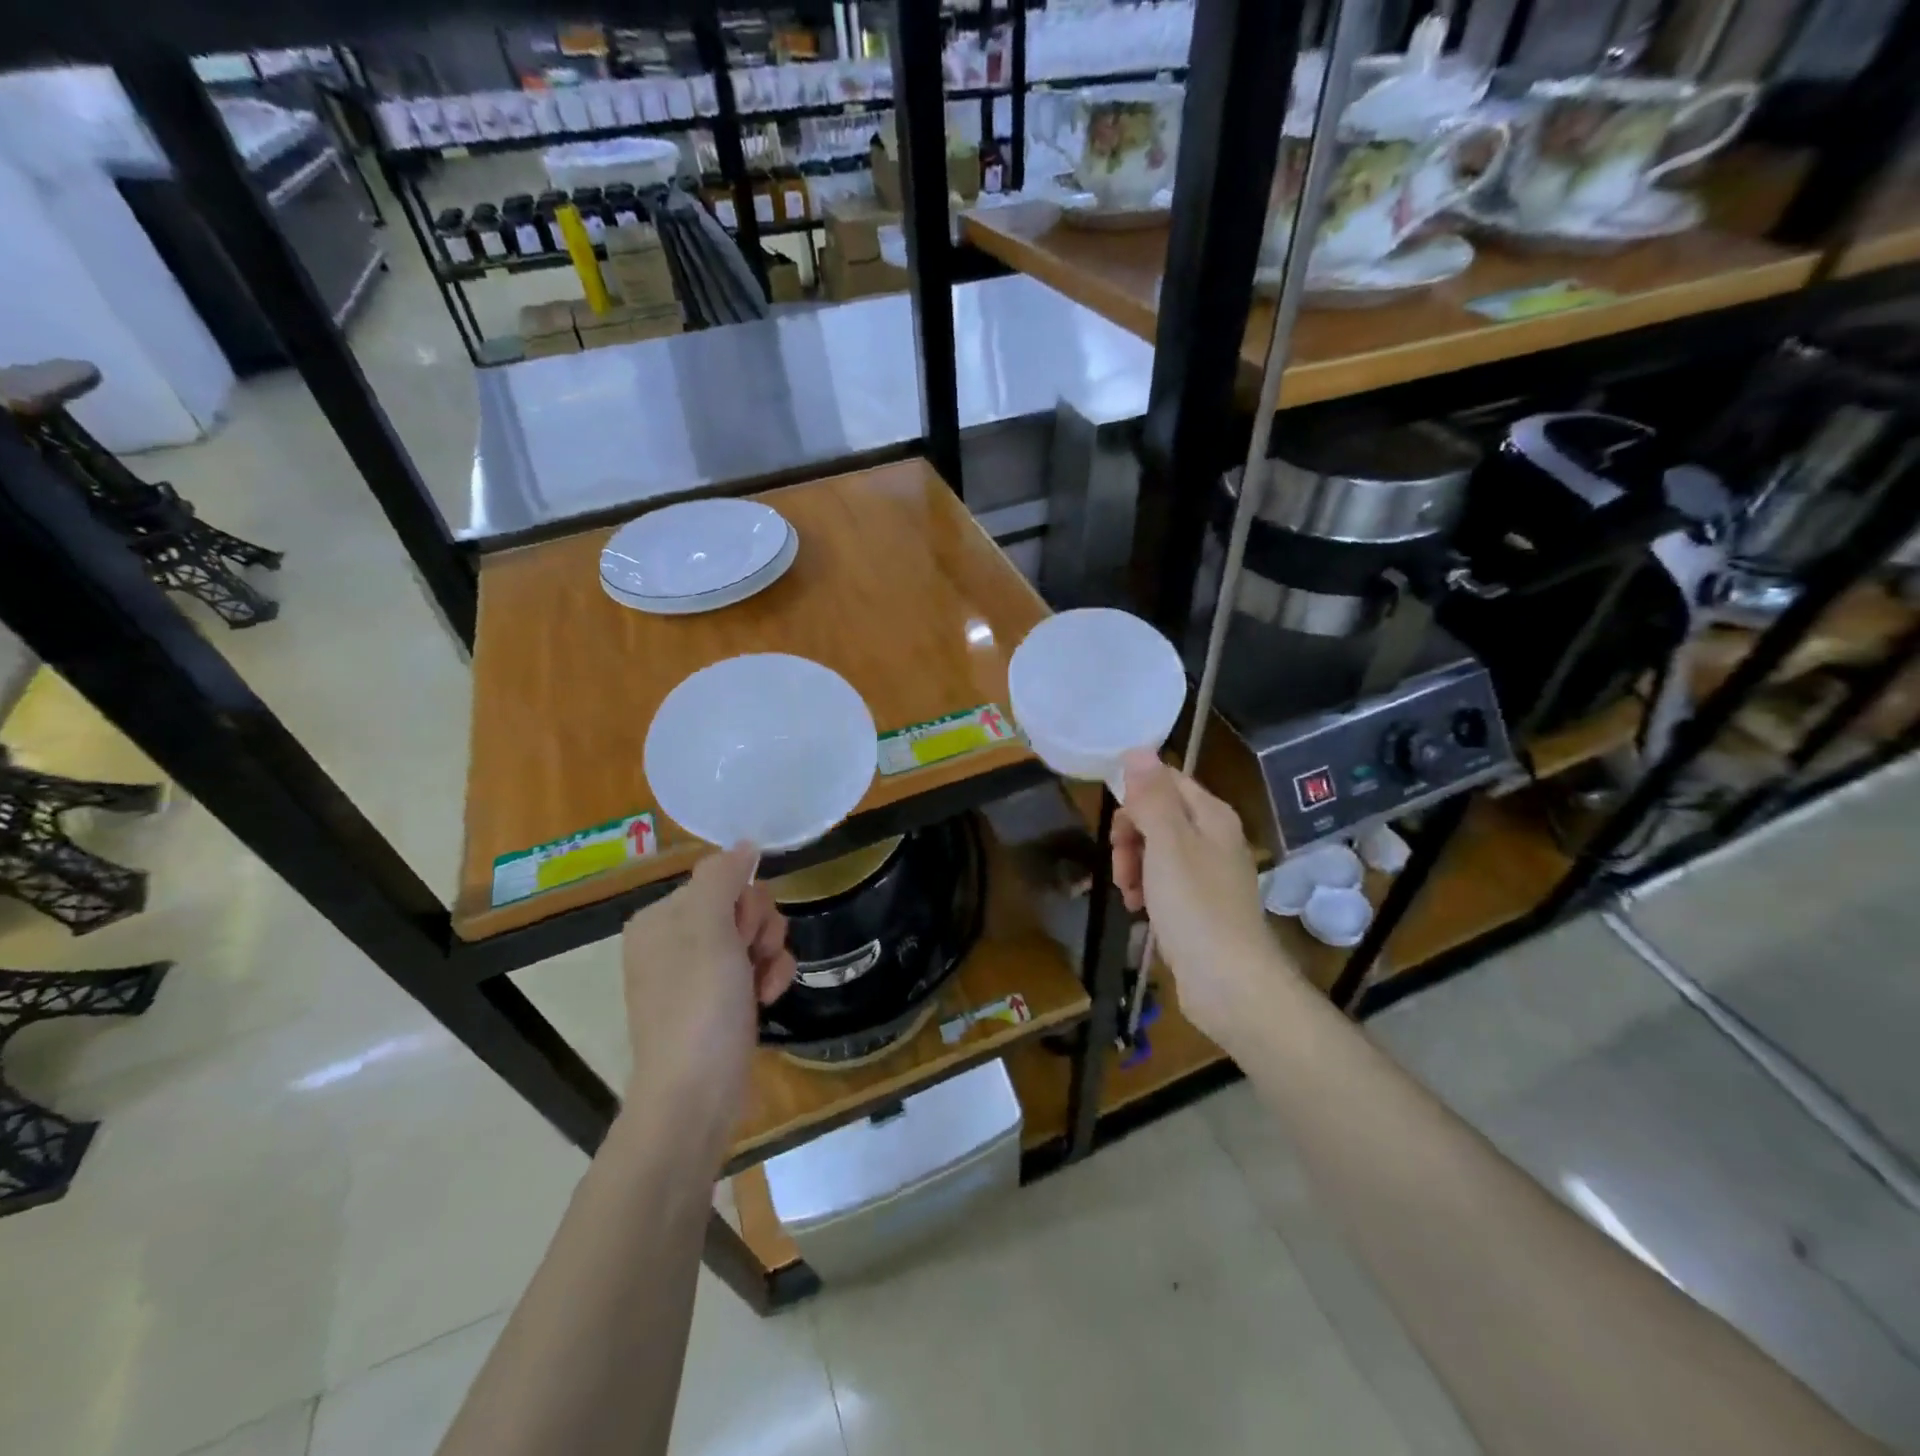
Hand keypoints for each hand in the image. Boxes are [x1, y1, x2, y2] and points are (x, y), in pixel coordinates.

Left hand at [620, 845, 795, 1159]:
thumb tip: (744, 843)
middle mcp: (674, 942)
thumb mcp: (708, 928)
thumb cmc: (698, 1006)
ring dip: (770, 955)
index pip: (721, 879)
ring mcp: (697, 975)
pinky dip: (768, 978)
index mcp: (660, 919)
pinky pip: (756, 968)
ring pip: (756, 936)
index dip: (743, 902)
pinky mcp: (719, 1003)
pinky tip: (767, 1000)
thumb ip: (723, 876)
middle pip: (742, 906)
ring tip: (762, 985)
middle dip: (759, 929)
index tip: (741, 933)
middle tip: (750, 958)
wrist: (696, 1095)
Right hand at [1112, 751, 1293, 1044]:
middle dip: (1130, 835)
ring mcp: (1207, 873)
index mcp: (1211, 815)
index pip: (1166, 780)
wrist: (1229, 982)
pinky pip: (1163, 881)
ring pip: (1156, 850)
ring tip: (1127, 892)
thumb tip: (1138, 749)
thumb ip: (1152, 796)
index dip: (1136, 797)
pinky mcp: (1199, 905)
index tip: (1118, 826)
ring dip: (1132, 864)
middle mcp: (1213, 837)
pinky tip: (1137, 909)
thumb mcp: (1167, 843)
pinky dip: (1145, 890)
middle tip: (1120, 863)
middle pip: (1158, 815)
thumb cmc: (1195, 906)